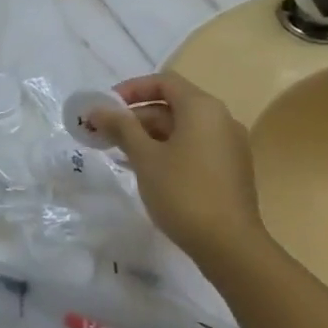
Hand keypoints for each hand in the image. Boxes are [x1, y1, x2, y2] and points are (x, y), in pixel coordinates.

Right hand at [86, 71, 267, 265]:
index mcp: (202, 109)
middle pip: (172, 105)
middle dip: (135, 116)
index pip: (164, 82)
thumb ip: (120, 127)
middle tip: (105, 133)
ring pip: (181, 128)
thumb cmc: (183, 192)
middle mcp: (220, 120)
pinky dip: (166, 150)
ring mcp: (228, 146)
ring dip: (148, 135)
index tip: (106, 106)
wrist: (229, 245)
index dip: (131, 89)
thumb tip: (97, 108)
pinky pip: (192, 147)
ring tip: (118, 153)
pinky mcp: (229, 169)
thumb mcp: (144, 156)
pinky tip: (144, 170)